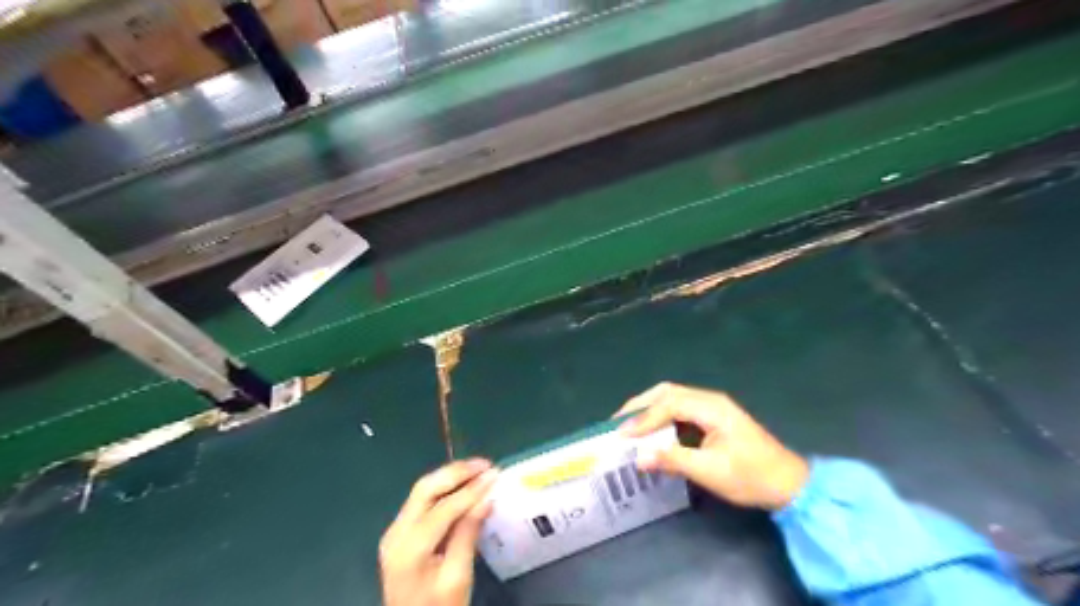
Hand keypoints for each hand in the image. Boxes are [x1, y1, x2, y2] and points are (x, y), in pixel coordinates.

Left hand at [380, 459, 497, 605]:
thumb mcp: (458, 578)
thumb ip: (468, 535)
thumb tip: (487, 498)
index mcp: (409, 549)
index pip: (443, 508)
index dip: (471, 489)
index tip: (495, 474)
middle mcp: (396, 533)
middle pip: (425, 489)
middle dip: (457, 472)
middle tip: (485, 465)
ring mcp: (394, 531)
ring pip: (422, 490)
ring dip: (450, 476)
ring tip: (478, 469)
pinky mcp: (399, 532)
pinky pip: (421, 501)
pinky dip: (443, 488)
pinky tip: (463, 484)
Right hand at [615, 384, 810, 511]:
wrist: (788, 484)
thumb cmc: (751, 477)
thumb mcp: (710, 471)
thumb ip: (673, 460)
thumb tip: (638, 457)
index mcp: (711, 407)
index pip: (668, 404)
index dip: (643, 419)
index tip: (622, 435)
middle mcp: (710, 400)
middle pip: (667, 392)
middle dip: (641, 405)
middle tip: (618, 421)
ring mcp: (712, 407)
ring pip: (672, 397)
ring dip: (649, 408)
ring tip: (629, 424)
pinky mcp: (713, 417)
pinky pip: (680, 409)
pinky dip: (661, 416)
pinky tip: (651, 430)